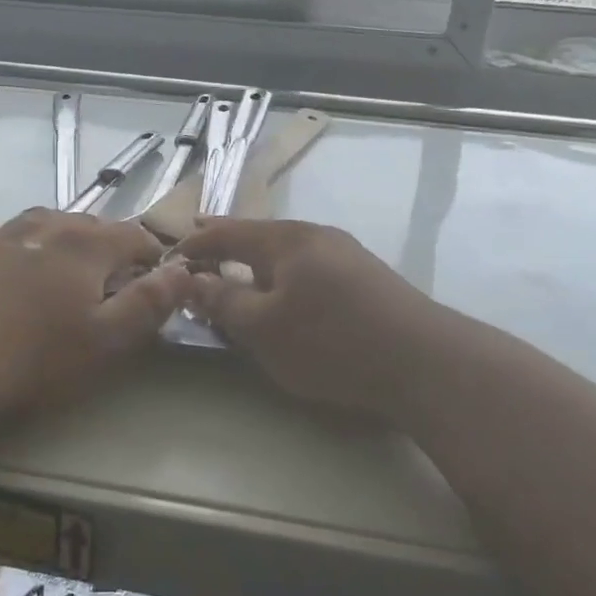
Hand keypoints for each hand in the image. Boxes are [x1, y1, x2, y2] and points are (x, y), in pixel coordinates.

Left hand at [0, 208, 193, 417]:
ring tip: (63, 269)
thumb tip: (184, 270)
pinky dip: (7, 243)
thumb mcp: (108, 341)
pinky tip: (1, 260)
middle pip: (90, 225)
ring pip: (43, 223)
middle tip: (111, 285)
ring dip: (62, 240)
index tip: (157, 280)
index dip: (153, 255)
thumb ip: (150, 303)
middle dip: (109, 247)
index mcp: (86, 246)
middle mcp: (46, 227)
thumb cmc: (36, 358)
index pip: (134, 235)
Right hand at [179, 218, 449, 423]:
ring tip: (237, 272)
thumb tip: (189, 279)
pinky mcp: (367, 279)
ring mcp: (347, 255)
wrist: (425, 363)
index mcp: (286, 239)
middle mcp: (316, 236)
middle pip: (259, 235)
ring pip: (287, 252)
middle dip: (227, 244)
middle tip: (199, 247)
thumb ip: (222, 302)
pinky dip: (284, 275)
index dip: (196, 243)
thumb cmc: (330, 341)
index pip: (227, 232)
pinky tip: (287, 293)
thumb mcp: (262, 328)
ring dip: (257, 261)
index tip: (170, 255)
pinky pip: (309, 267)